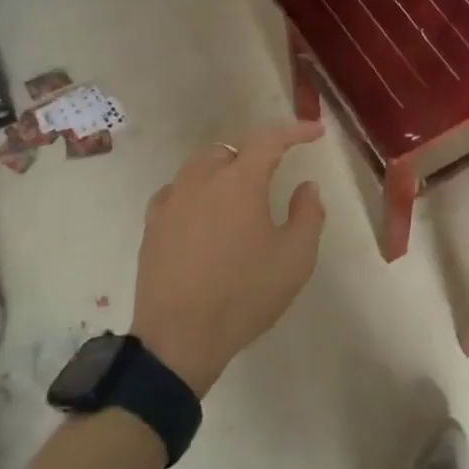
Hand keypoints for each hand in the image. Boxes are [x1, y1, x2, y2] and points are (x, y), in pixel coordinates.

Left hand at [132, 120, 326, 394]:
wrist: (179, 338)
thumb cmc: (245, 295)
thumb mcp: (295, 258)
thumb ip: (308, 214)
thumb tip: (306, 186)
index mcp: (239, 182)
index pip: (269, 139)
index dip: (295, 130)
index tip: (315, 132)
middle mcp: (201, 180)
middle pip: (231, 149)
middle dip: (257, 152)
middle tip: (277, 169)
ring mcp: (172, 201)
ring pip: (201, 166)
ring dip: (226, 169)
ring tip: (242, 191)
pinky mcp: (153, 225)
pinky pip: (178, 191)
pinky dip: (198, 191)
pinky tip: (205, 212)